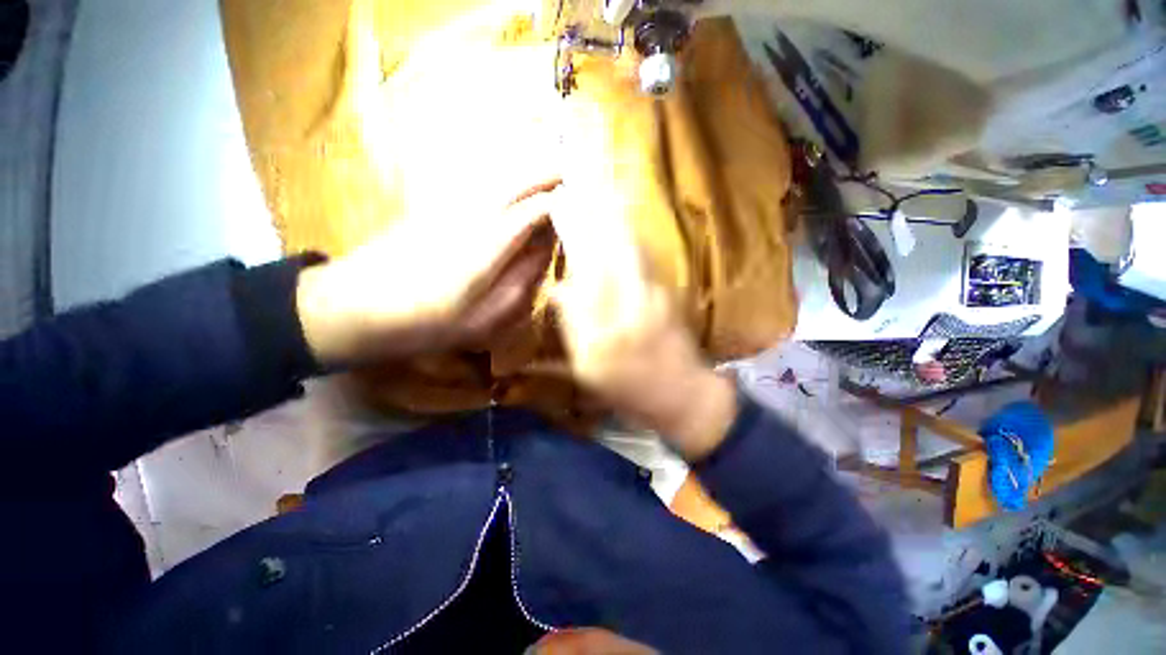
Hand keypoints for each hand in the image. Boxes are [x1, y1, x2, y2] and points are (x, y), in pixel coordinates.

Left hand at [296, 184, 557, 366]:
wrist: (353, 307)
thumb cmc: (424, 324)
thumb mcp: (483, 321)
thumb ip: (521, 285)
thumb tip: (545, 252)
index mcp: (484, 248)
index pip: (532, 211)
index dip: (559, 204)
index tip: (579, 204)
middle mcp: (469, 217)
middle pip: (514, 182)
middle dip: (545, 175)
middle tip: (570, 177)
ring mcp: (448, 207)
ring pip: (496, 178)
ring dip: (525, 172)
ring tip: (550, 176)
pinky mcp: (434, 207)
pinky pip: (478, 185)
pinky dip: (502, 180)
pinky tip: (512, 187)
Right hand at [548, 183, 736, 460]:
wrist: (682, 393)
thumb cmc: (629, 389)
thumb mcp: (589, 369)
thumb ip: (573, 327)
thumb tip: (558, 289)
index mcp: (607, 324)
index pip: (586, 266)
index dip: (573, 231)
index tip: (558, 203)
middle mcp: (633, 299)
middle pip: (610, 245)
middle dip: (591, 210)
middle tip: (573, 182)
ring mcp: (655, 290)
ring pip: (630, 243)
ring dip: (611, 212)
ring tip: (593, 186)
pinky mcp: (667, 289)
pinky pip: (643, 252)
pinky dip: (628, 229)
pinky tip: (619, 215)